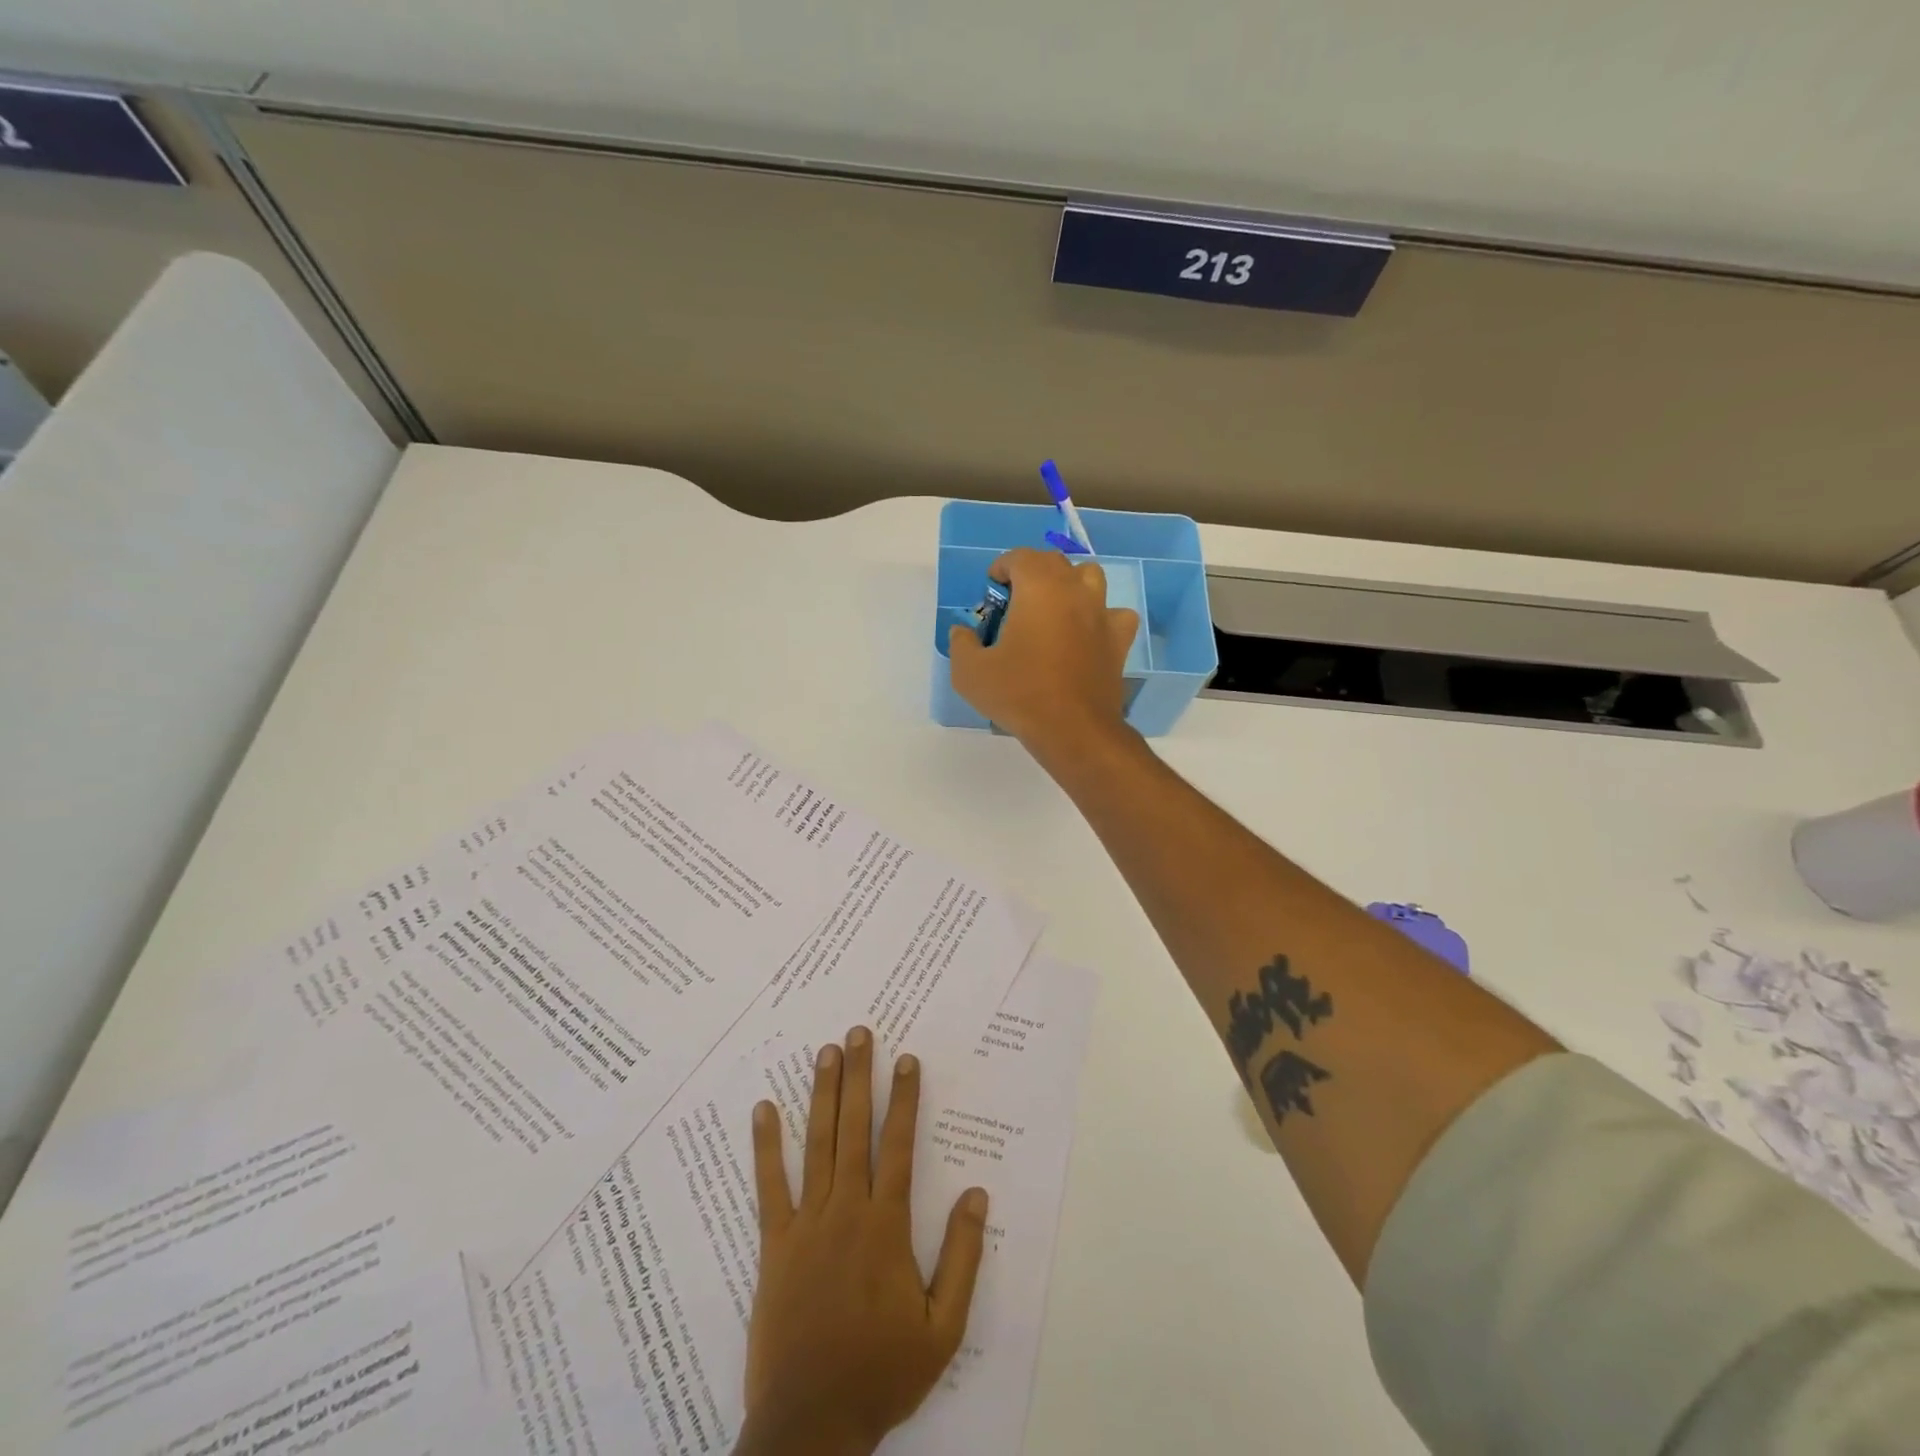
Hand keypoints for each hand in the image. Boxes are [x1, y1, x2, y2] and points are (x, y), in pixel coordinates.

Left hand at [736, 1028, 988, 1455]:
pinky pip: (769, 1186)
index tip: (907, 1060)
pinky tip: (763, 1109)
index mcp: (887, 1226)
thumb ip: (963, 1258)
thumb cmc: (881, 1373)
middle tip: (860, 1033)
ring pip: (817, 1144)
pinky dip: (766, 1146)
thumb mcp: (943, 1329)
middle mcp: (847, 1210)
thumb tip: (978, 1194)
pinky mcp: (774, 1245)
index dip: (905, 1099)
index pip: (899, 1146)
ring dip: (822, 1094)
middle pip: (855, 1129)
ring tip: (826, 1052)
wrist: (811, 1425)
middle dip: (860, 1077)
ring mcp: (807, 1224)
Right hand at [947, 548, 1139, 754]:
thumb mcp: (969, 672)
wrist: (1073, 729)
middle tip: (1015, 602)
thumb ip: (961, 643)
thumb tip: (963, 631)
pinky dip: (1100, 617)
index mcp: (1039, 587)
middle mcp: (1074, 590)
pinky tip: (1087, 635)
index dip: (1002, 568)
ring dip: (1070, 585)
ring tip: (1053, 611)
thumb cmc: (1019, 693)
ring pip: (1090, 578)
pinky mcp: (1119, 640)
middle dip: (1032, 574)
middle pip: (1054, 563)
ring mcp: (1102, 613)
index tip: (992, 590)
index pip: (1020, 557)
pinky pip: (1114, 614)